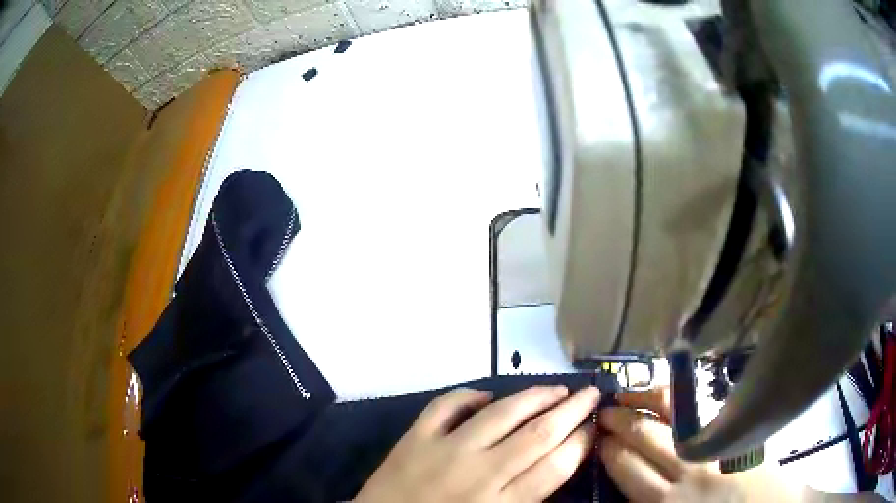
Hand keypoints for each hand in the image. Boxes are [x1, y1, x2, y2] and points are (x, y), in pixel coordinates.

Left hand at [354, 385, 599, 502]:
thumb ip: (527, 499)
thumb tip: (557, 466)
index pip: (556, 466)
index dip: (581, 442)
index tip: (594, 426)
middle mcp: (480, 473)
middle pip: (538, 434)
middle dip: (572, 410)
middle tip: (591, 393)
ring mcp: (445, 451)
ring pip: (501, 413)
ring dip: (534, 396)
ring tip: (556, 389)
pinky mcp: (415, 438)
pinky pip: (446, 406)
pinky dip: (468, 395)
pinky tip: (486, 395)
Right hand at [599, 387, 806, 502]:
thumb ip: (652, 501)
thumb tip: (631, 484)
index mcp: (666, 502)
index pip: (625, 466)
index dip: (608, 449)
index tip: (597, 438)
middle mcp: (685, 470)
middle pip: (642, 437)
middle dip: (618, 421)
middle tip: (603, 411)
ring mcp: (712, 446)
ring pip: (669, 415)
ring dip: (641, 401)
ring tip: (624, 394)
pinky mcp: (732, 433)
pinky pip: (698, 409)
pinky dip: (675, 397)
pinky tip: (664, 394)